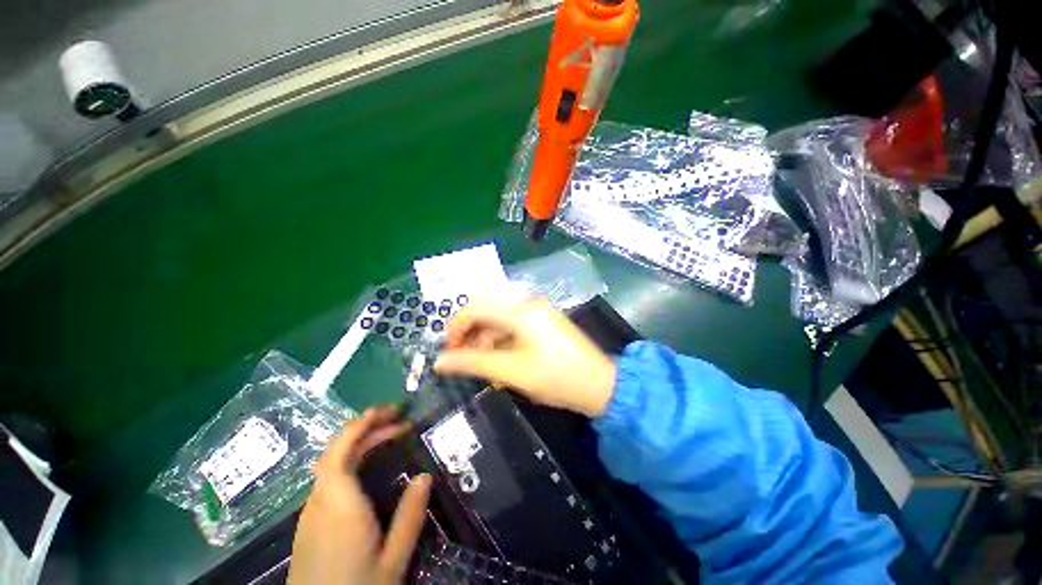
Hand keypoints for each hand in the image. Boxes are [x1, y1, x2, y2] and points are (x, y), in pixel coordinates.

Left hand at [289, 407, 430, 584]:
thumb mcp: (393, 561)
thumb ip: (409, 518)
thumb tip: (426, 476)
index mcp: (339, 506)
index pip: (341, 451)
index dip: (362, 424)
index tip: (390, 410)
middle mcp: (319, 503)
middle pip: (337, 452)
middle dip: (366, 428)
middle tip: (399, 419)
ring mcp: (310, 514)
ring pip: (331, 464)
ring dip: (359, 443)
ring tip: (389, 437)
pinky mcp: (309, 524)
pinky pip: (329, 479)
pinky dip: (350, 461)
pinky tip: (367, 468)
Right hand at [434, 298, 616, 416]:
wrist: (600, 384)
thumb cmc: (556, 378)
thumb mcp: (512, 371)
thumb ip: (473, 363)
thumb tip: (439, 362)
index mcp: (520, 311)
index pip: (475, 308)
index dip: (456, 328)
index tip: (448, 351)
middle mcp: (528, 303)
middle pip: (487, 310)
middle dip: (469, 332)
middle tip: (460, 357)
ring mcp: (538, 311)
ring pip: (499, 317)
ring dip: (485, 336)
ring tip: (478, 362)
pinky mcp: (544, 321)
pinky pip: (513, 323)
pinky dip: (500, 338)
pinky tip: (499, 357)